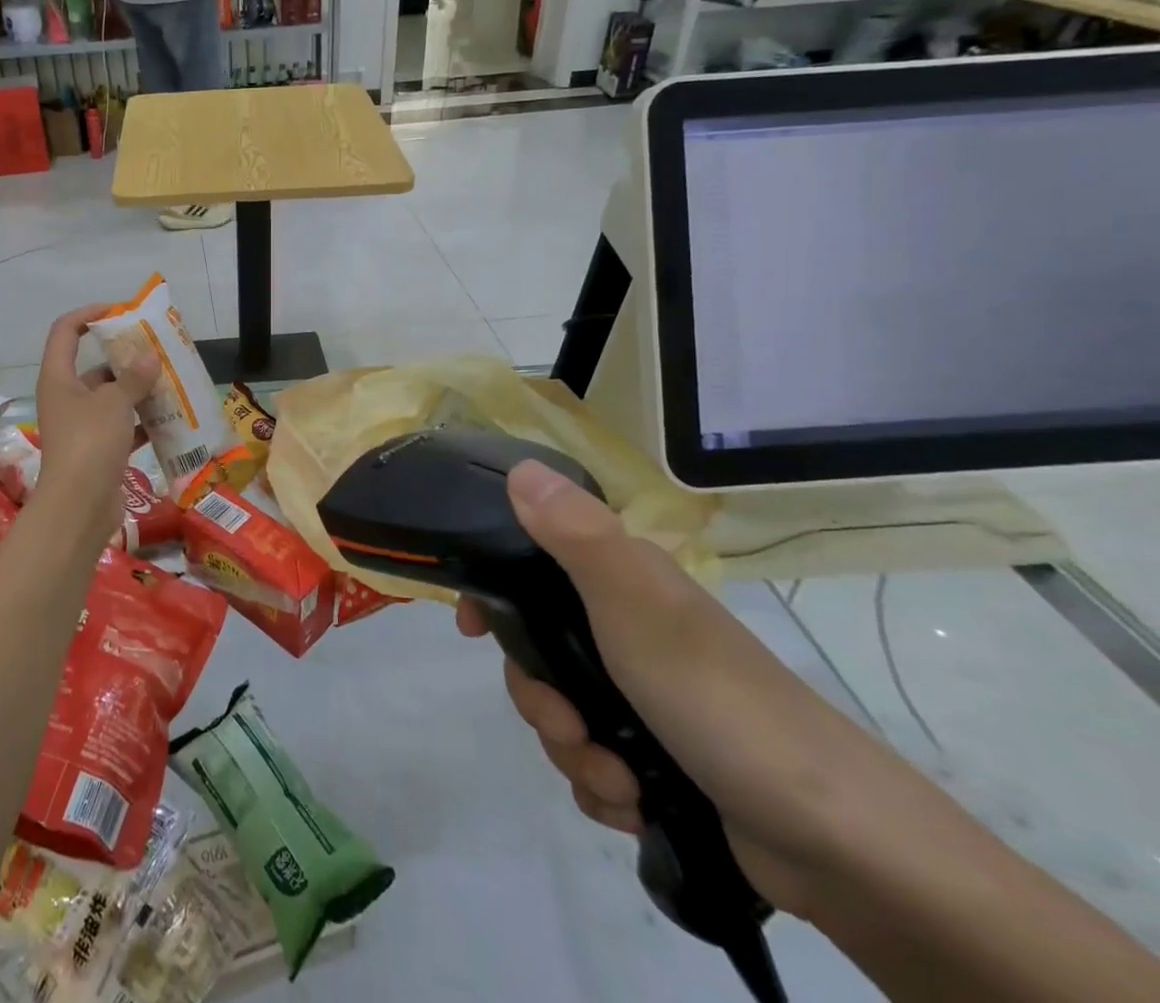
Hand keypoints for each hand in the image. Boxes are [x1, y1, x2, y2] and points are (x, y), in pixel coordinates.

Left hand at [32, 304, 158, 540]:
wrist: (79, 507)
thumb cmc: (90, 443)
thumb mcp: (115, 402)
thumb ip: (133, 377)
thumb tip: (149, 356)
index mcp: (59, 378)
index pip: (66, 331)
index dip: (88, 314)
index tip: (119, 310)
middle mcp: (66, 397)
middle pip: (95, 366)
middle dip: (126, 357)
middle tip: (158, 349)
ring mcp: (81, 426)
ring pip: (112, 397)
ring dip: (138, 390)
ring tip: (171, 380)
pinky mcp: (97, 450)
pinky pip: (122, 426)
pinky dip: (142, 422)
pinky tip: (170, 418)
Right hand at [457, 462, 906, 920]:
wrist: (837, 841)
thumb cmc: (718, 700)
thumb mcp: (637, 607)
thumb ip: (575, 536)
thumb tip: (520, 468)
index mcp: (622, 582)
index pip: (532, 566)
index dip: (496, 594)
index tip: (472, 628)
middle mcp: (629, 630)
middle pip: (537, 651)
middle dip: (538, 697)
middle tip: (568, 723)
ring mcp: (644, 696)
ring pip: (560, 713)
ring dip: (572, 752)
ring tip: (618, 777)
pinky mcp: (659, 756)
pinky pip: (593, 764)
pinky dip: (603, 786)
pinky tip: (632, 801)